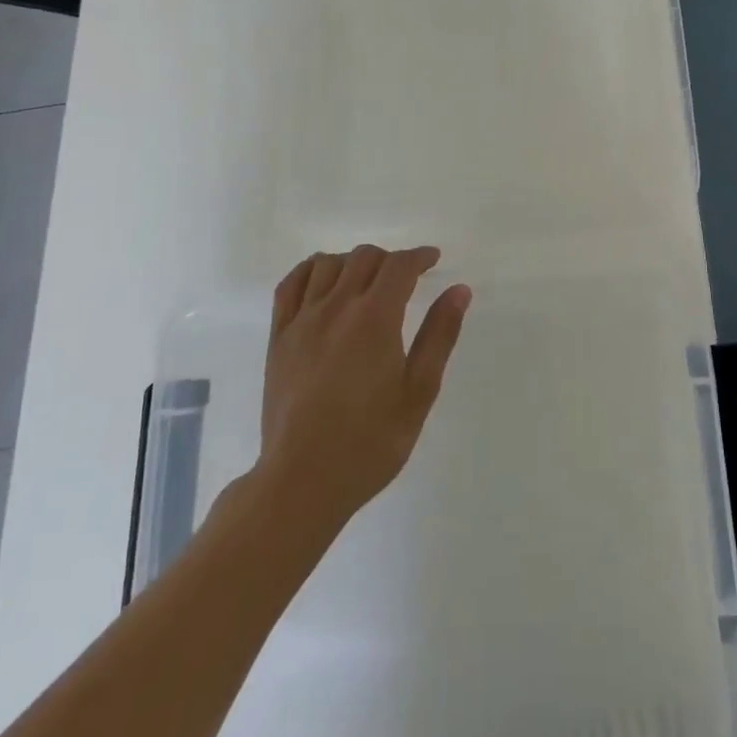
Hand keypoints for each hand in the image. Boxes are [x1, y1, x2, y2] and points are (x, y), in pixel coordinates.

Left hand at [257, 245, 471, 528]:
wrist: (302, 480)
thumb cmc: (370, 441)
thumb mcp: (418, 392)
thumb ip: (439, 335)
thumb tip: (459, 290)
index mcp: (375, 318)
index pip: (399, 266)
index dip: (419, 256)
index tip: (433, 260)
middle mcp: (337, 307)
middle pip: (364, 257)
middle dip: (390, 259)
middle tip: (405, 280)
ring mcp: (302, 320)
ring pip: (327, 264)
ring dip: (352, 262)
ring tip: (366, 282)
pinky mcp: (278, 337)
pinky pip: (290, 285)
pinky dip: (311, 271)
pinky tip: (323, 282)